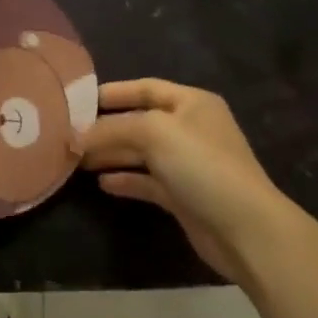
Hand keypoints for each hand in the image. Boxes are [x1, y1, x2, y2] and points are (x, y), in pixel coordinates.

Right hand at [79, 79, 291, 281]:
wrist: (245, 228)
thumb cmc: (202, 165)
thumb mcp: (154, 132)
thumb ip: (114, 128)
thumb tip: (78, 136)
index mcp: (192, 103)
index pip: (146, 88)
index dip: (115, 92)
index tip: (80, 101)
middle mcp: (190, 129)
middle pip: (141, 122)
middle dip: (107, 128)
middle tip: (71, 134)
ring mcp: (188, 165)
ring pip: (142, 153)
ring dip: (112, 154)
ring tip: (78, 159)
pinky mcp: (184, 197)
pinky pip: (148, 182)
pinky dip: (126, 180)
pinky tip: (102, 183)